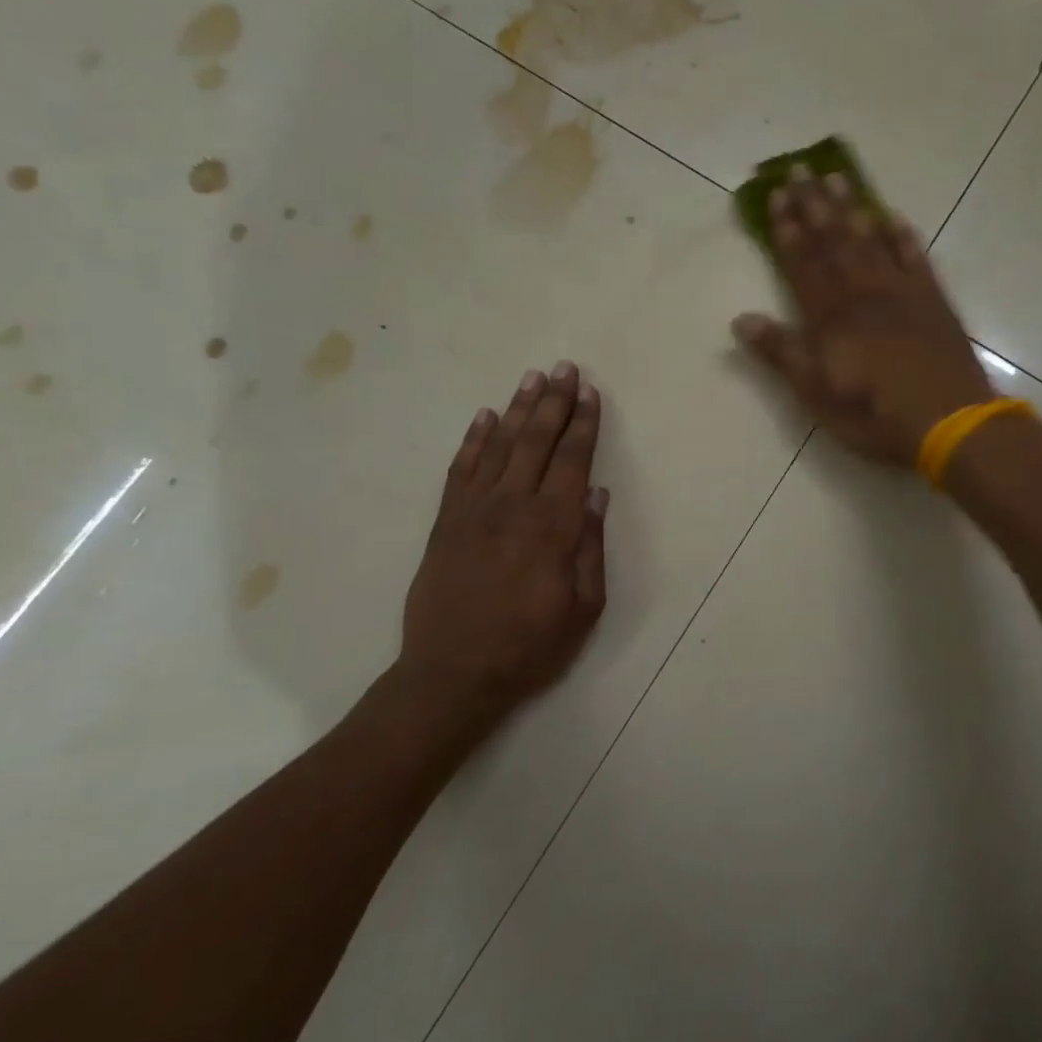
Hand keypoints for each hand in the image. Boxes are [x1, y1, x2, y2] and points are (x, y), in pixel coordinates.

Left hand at [393, 363, 607, 746]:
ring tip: (532, 378)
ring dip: (517, 409)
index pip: (572, 461)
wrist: (452, 673)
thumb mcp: (583, 608)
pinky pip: (460, 470)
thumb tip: (596, 496)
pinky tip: (484, 418)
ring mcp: (473, 510)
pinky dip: (473, 440)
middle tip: (565, 368)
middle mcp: (512, 506)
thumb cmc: (528, 646)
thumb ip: (590, 548)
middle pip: (536, 441)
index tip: (590, 394)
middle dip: (554, 402)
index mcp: (552, 527)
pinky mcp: (445, 522)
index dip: (583, 424)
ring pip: (499, 446)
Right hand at [731, 167, 994, 465]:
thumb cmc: (872, 413)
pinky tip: (893, 217)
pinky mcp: (933, 301)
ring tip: (837, 178)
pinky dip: (903, 236)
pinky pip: (915, 258)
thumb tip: (740, 320)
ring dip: (852, 209)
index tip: (776, 197)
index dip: (787, 231)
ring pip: (871, 241)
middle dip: (814, 207)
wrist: (947, 419)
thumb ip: (781, 352)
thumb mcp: (815, 392)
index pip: (802, 264)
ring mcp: (901, 293)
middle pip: (834, 242)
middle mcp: (863, 293)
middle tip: (800, 170)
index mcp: (830, 316)